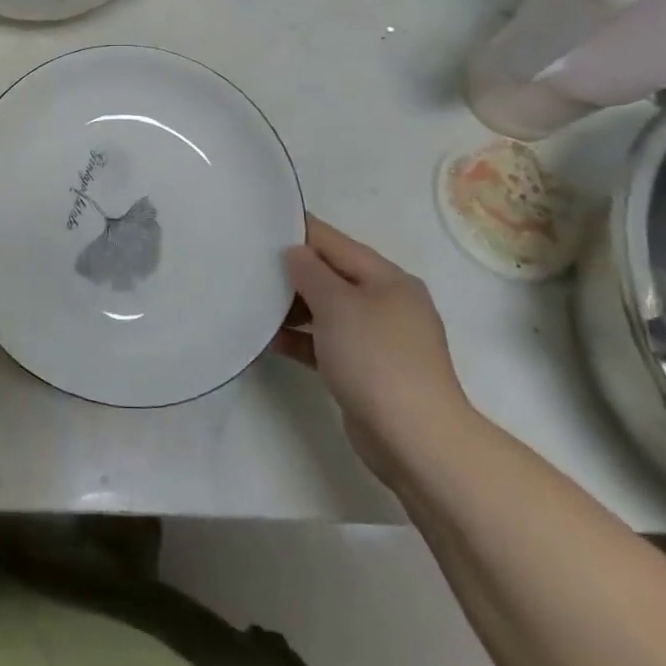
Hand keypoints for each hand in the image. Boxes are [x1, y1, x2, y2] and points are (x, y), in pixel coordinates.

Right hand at [274, 215, 474, 485]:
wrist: (415, 440)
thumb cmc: (376, 358)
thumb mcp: (337, 305)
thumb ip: (311, 272)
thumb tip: (294, 252)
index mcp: (388, 278)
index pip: (335, 242)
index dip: (299, 232)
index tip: (261, 225)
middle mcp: (386, 303)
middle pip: (332, 276)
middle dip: (294, 272)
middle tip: (250, 266)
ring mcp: (378, 340)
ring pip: (328, 311)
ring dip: (294, 308)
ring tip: (254, 304)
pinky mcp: (367, 371)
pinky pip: (327, 344)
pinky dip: (302, 340)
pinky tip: (269, 340)